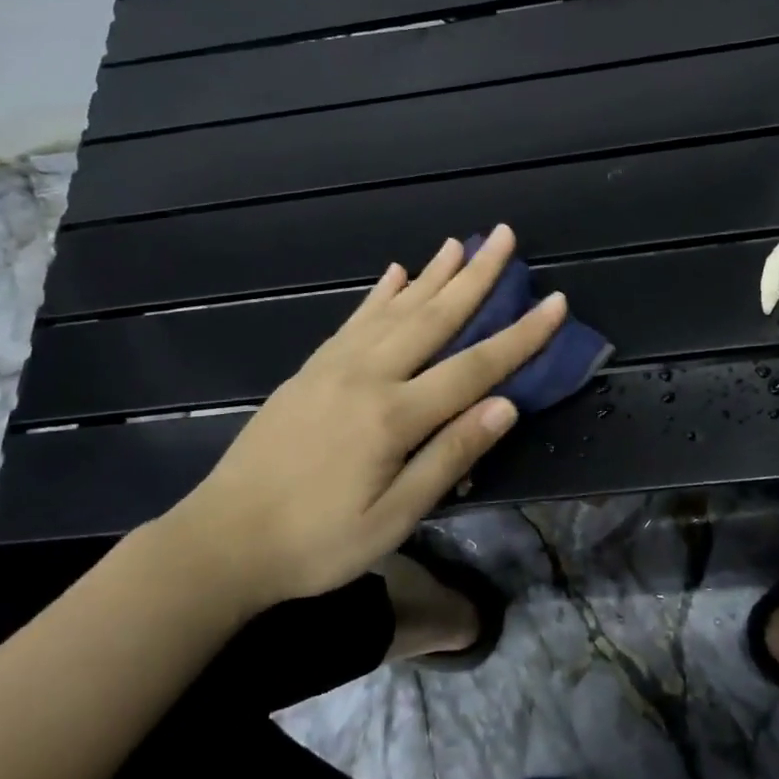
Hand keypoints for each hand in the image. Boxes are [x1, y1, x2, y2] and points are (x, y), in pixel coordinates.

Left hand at [143, 224, 564, 607]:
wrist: (223, 540)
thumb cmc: (317, 542)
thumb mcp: (393, 518)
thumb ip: (450, 457)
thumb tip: (506, 406)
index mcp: (394, 416)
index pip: (474, 367)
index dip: (520, 336)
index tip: (555, 302)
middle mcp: (367, 376)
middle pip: (434, 318)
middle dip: (476, 276)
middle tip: (504, 235)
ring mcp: (333, 367)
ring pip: (395, 309)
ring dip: (431, 274)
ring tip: (459, 243)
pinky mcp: (309, 370)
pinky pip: (353, 321)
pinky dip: (379, 294)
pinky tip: (395, 273)